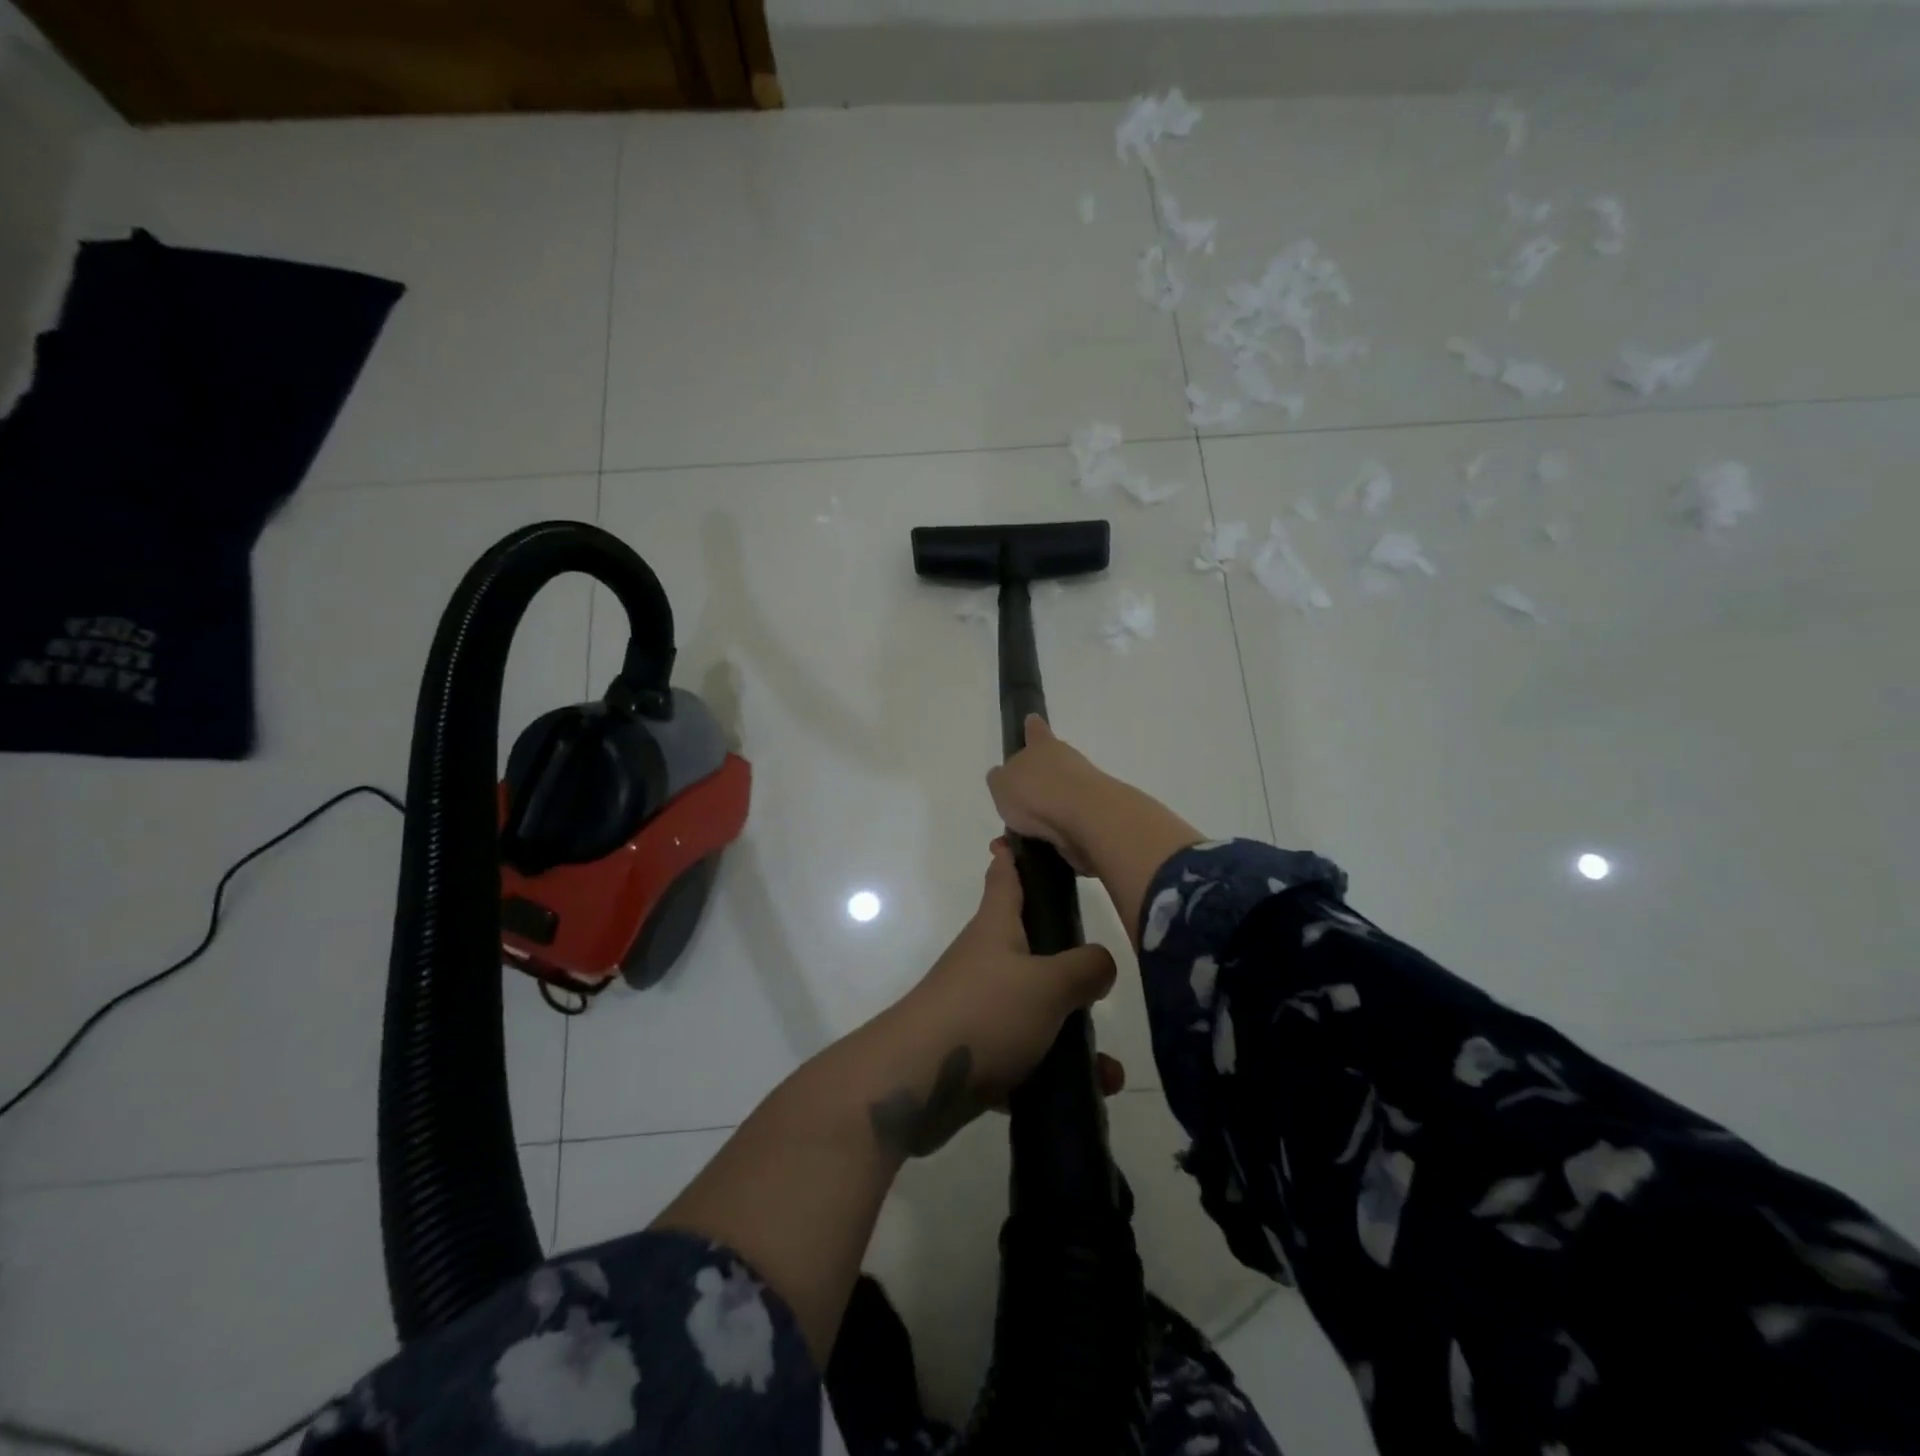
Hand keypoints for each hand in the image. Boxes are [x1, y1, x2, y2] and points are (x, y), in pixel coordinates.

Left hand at [875, 840, 1120, 1158]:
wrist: (917, 1082)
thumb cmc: (985, 1012)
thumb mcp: (1048, 984)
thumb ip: (1085, 969)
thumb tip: (1101, 963)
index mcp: (996, 928)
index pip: (1004, 877)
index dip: (1012, 855)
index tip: (1015, 837)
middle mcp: (984, 961)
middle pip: (1027, 945)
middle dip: (1065, 961)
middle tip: (1101, 976)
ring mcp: (976, 1007)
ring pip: (1033, 1009)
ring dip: (1070, 1034)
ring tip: (1108, 1067)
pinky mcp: (974, 1051)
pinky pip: (1022, 1055)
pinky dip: (1050, 1071)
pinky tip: (1083, 1094)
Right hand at [985, 715, 1107, 873]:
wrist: (1086, 818)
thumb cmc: (1037, 791)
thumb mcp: (1001, 784)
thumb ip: (1000, 779)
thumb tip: (1004, 776)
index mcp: (1043, 745)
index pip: (1036, 731)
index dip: (1032, 728)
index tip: (1031, 722)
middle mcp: (1067, 760)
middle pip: (1050, 766)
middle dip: (1036, 782)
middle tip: (1017, 804)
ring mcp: (1085, 787)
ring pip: (1059, 797)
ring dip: (1043, 814)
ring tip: (1020, 837)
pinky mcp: (1095, 815)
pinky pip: (1067, 825)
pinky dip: (1053, 835)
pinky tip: (1037, 848)